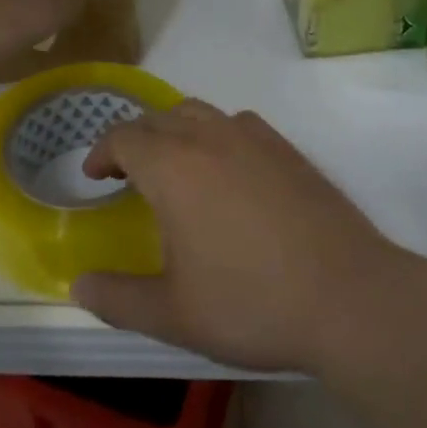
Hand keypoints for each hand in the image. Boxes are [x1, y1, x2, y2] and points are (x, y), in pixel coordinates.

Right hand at [71, 101, 422, 373]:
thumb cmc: (251, 303)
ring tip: (172, 165)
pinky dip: (215, 133)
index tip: (94, 176)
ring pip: (198, 113)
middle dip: (134, 140)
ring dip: (173, 130)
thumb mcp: (173, 314)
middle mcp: (209, 137)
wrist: (348, 295)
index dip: (102, 152)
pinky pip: (237, 123)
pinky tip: (226, 168)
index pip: (124, 137)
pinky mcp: (287, 148)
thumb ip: (118, 299)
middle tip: (126, 173)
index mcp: (173, 166)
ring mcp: (253, 137)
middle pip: (158, 118)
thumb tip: (78, 287)